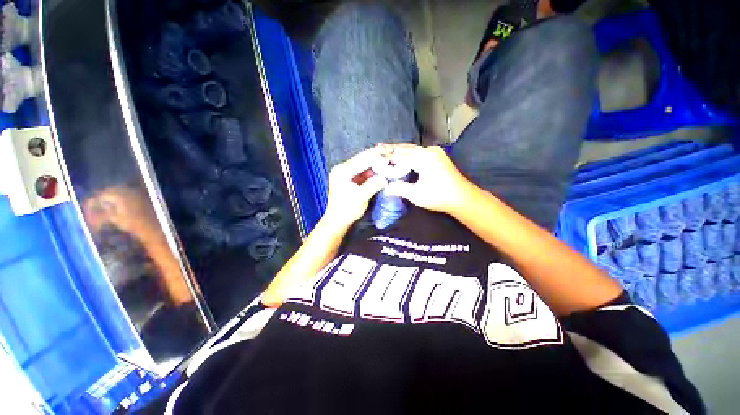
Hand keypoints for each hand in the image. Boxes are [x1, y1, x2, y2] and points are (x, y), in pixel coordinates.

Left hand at [323, 146, 389, 229]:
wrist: (337, 220)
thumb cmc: (347, 210)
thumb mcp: (361, 198)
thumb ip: (373, 185)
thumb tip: (385, 178)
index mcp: (343, 171)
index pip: (363, 159)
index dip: (378, 156)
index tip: (391, 153)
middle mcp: (343, 168)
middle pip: (362, 158)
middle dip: (377, 155)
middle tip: (392, 151)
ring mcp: (345, 172)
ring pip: (363, 163)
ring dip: (376, 161)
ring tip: (389, 157)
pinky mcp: (349, 178)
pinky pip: (363, 170)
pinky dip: (373, 169)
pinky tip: (382, 167)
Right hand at [384, 144, 475, 214]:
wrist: (463, 197)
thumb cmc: (439, 197)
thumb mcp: (416, 195)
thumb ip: (399, 188)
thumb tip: (385, 188)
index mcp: (423, 158)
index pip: (400, 155)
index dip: (386, 157)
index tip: (374, 157)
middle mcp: (429, 151)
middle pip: (405, 148)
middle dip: (391, 149)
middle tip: (376, 148)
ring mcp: (434, 152)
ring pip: (412, 148)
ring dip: (399, 150)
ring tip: (385, 149)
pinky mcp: (437, 155)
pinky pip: (418, 151)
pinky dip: (408, 153)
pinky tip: (401, 154)